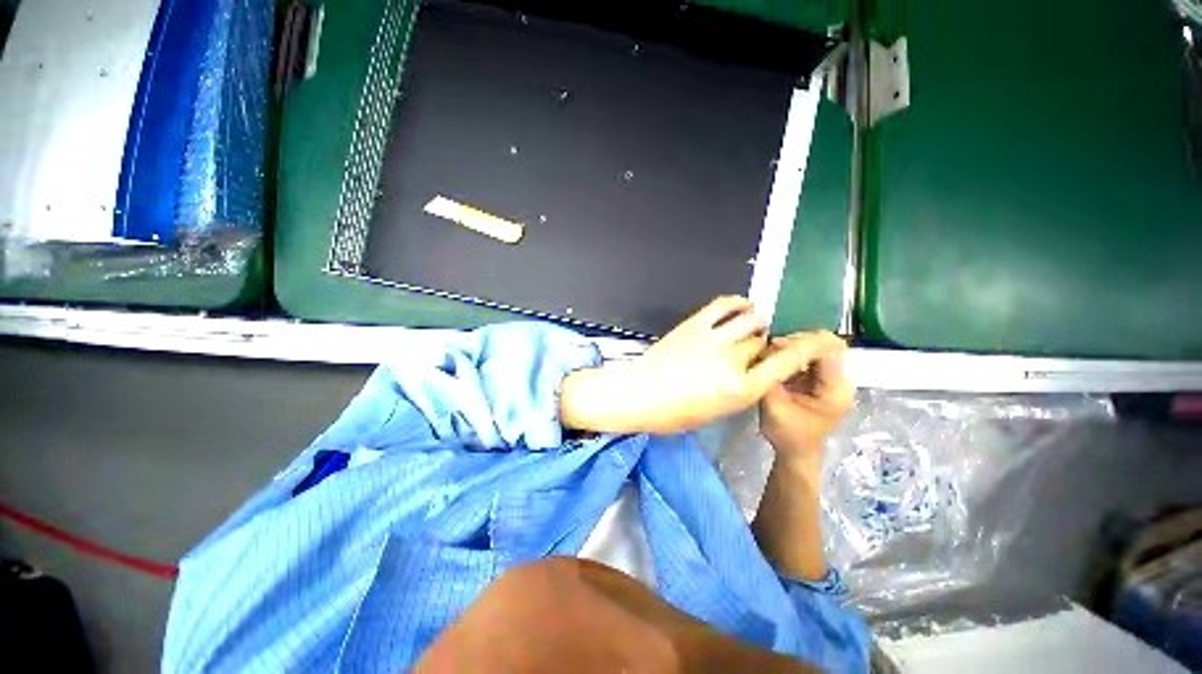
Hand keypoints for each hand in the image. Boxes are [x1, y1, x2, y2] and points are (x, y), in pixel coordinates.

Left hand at [560, 296, 813, 434]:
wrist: (638, 393)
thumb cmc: (673, 412)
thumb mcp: (715, 412)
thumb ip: (739, 391)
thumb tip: (752, 371)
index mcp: (740, 390)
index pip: (783, 365)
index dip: (792, 355)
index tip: (792, 352)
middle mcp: (733, 361)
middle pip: (762, 343)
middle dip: (761, 345)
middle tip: (751, 347)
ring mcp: (714, 339)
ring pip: (751, 320)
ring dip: (755, 322)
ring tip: (750, 325)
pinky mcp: (695, 323)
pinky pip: (724, 304)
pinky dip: (737, 302)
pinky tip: (741, 306)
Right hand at [758, 332, 854, 463]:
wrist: (796, 452)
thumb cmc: (787, 434)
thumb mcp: (773, 406)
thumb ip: (772, 377)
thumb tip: (766, 349)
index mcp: (835, 390)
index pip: (829, 350)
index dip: (802, 342)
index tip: (775, 346)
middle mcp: (841, 381)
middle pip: (827, 344)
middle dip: (798, 341)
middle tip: (772, 348)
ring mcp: (833, 379)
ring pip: (819, 346)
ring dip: (795, 345)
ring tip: (773, 352)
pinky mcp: (822, 378)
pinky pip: (812, 355)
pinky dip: (795, 352)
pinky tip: (779, 358)